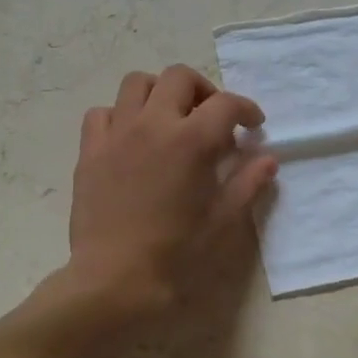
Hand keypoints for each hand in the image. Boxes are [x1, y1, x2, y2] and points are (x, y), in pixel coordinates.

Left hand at [65, 66, 276, 318]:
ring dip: (159, 92)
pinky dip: (120, 115)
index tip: (253, 125)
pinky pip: (102, 113)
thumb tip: (268, 159)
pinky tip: (130, 138)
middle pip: (179, 77)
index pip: (225, 104)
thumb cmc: (175, 254)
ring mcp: (116, 134)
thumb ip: (247, 183)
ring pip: (136, 83)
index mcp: (191, 141)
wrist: (115, 279)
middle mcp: (152, 124)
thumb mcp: (222, 222)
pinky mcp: (89, 151)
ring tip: (169, 119)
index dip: (245, 108)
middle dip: (203, 90)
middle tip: (211, 118)